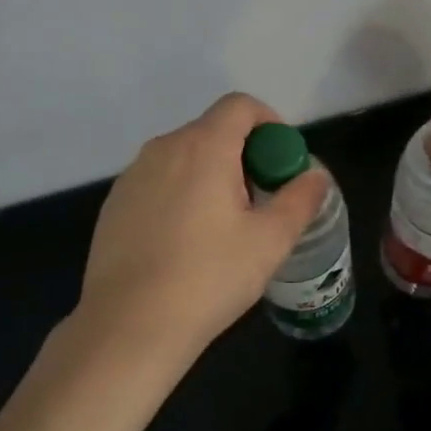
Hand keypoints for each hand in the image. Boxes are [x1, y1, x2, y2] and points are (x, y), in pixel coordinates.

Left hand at [72, 93, 329, 377]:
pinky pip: (157, 181)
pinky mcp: (114, 202)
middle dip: (242, 155)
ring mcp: (133, 174)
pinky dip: (179, 194)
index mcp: (204, 146)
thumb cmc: (208, 277)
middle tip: (258, 202)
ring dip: (209, 175)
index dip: (269, 123)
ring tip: (222, 227)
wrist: (128, 325)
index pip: (240, 105)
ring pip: (183, 157)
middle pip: (212, 130)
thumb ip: (299, 200)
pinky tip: (183, 243)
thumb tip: (315, 176)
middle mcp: (164, 147)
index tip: (280, 163)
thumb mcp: (269, 242)